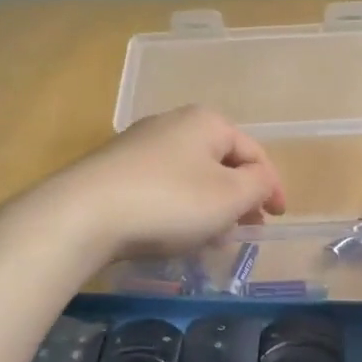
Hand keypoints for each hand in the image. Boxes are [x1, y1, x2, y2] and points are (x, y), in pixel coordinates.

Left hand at [49, 106, 286, 263]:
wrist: (83, 214)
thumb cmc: (169, 202)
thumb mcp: (229, 197)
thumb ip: (258, 185)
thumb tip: (261, 180)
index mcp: (206, 122)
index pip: (253, 152)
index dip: (272, 186)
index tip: (278, 218)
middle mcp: (173, 123)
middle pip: (220, 162)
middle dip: (237, 198)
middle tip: (245, 230)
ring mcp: (139, 145)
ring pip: (190, 177)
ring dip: (208, 207)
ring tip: (211, 240)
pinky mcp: (115, 170)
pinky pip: (162, 187)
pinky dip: (178, 209)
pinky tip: (173, 235)